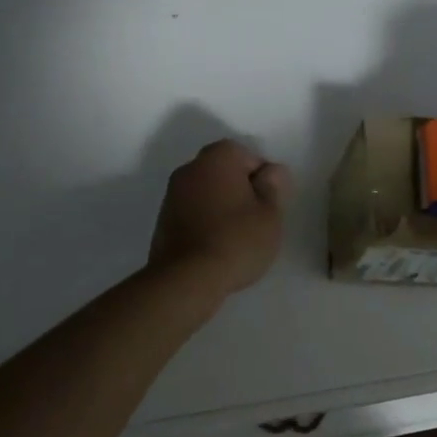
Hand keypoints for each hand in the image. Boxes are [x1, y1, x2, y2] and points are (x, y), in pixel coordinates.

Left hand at [147, 139, 291, 294]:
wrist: (186, 279)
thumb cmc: (236, 240)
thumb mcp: (270, 214)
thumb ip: (274, 186)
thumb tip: (271, 171)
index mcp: (219, 157)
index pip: (250, 157)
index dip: (265, 181)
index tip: (269, 207)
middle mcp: (191, 167)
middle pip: (226, 172)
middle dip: (242, 191)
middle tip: (256, 222)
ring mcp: (172, 193)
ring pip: (208, 192)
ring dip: (222, 206)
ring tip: (236, 238)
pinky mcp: (162, 219)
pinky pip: (192, 212)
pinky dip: (205, 222)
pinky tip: (215, 247)